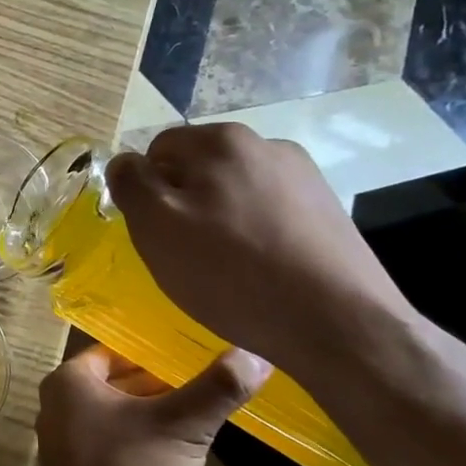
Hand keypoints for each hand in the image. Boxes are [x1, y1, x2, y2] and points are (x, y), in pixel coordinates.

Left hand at [36, 343, 269, 465]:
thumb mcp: (181, 427)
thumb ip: (216, 389)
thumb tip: (255, 356)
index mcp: (69, 381)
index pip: (116, 352)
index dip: (155, 352)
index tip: (194, 354)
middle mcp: (59, 406)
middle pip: (118, 384)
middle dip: (159, 385)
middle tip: (206, 382)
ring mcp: (66, 444)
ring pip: (118, 417)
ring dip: (154, 417)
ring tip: (201, 414)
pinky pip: (115, 447)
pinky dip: (143, 444)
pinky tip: (178, 455)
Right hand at [106, 123, 416, 380]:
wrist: (339, 324)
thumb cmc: (232, 272)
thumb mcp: (156, 226)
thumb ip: (130, 183)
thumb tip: (125, 162)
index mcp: (221, 140)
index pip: (157, 151)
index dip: (147, 192)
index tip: (158, 233)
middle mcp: (266, 144)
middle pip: (198, 169)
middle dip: (184, 205)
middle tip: (187, 255)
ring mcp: (304, 176)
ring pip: (234, 192)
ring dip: (220, 220)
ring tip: (227, 269)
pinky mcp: (328, 210)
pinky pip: (268, 213)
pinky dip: (255, 235)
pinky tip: (261, 272)